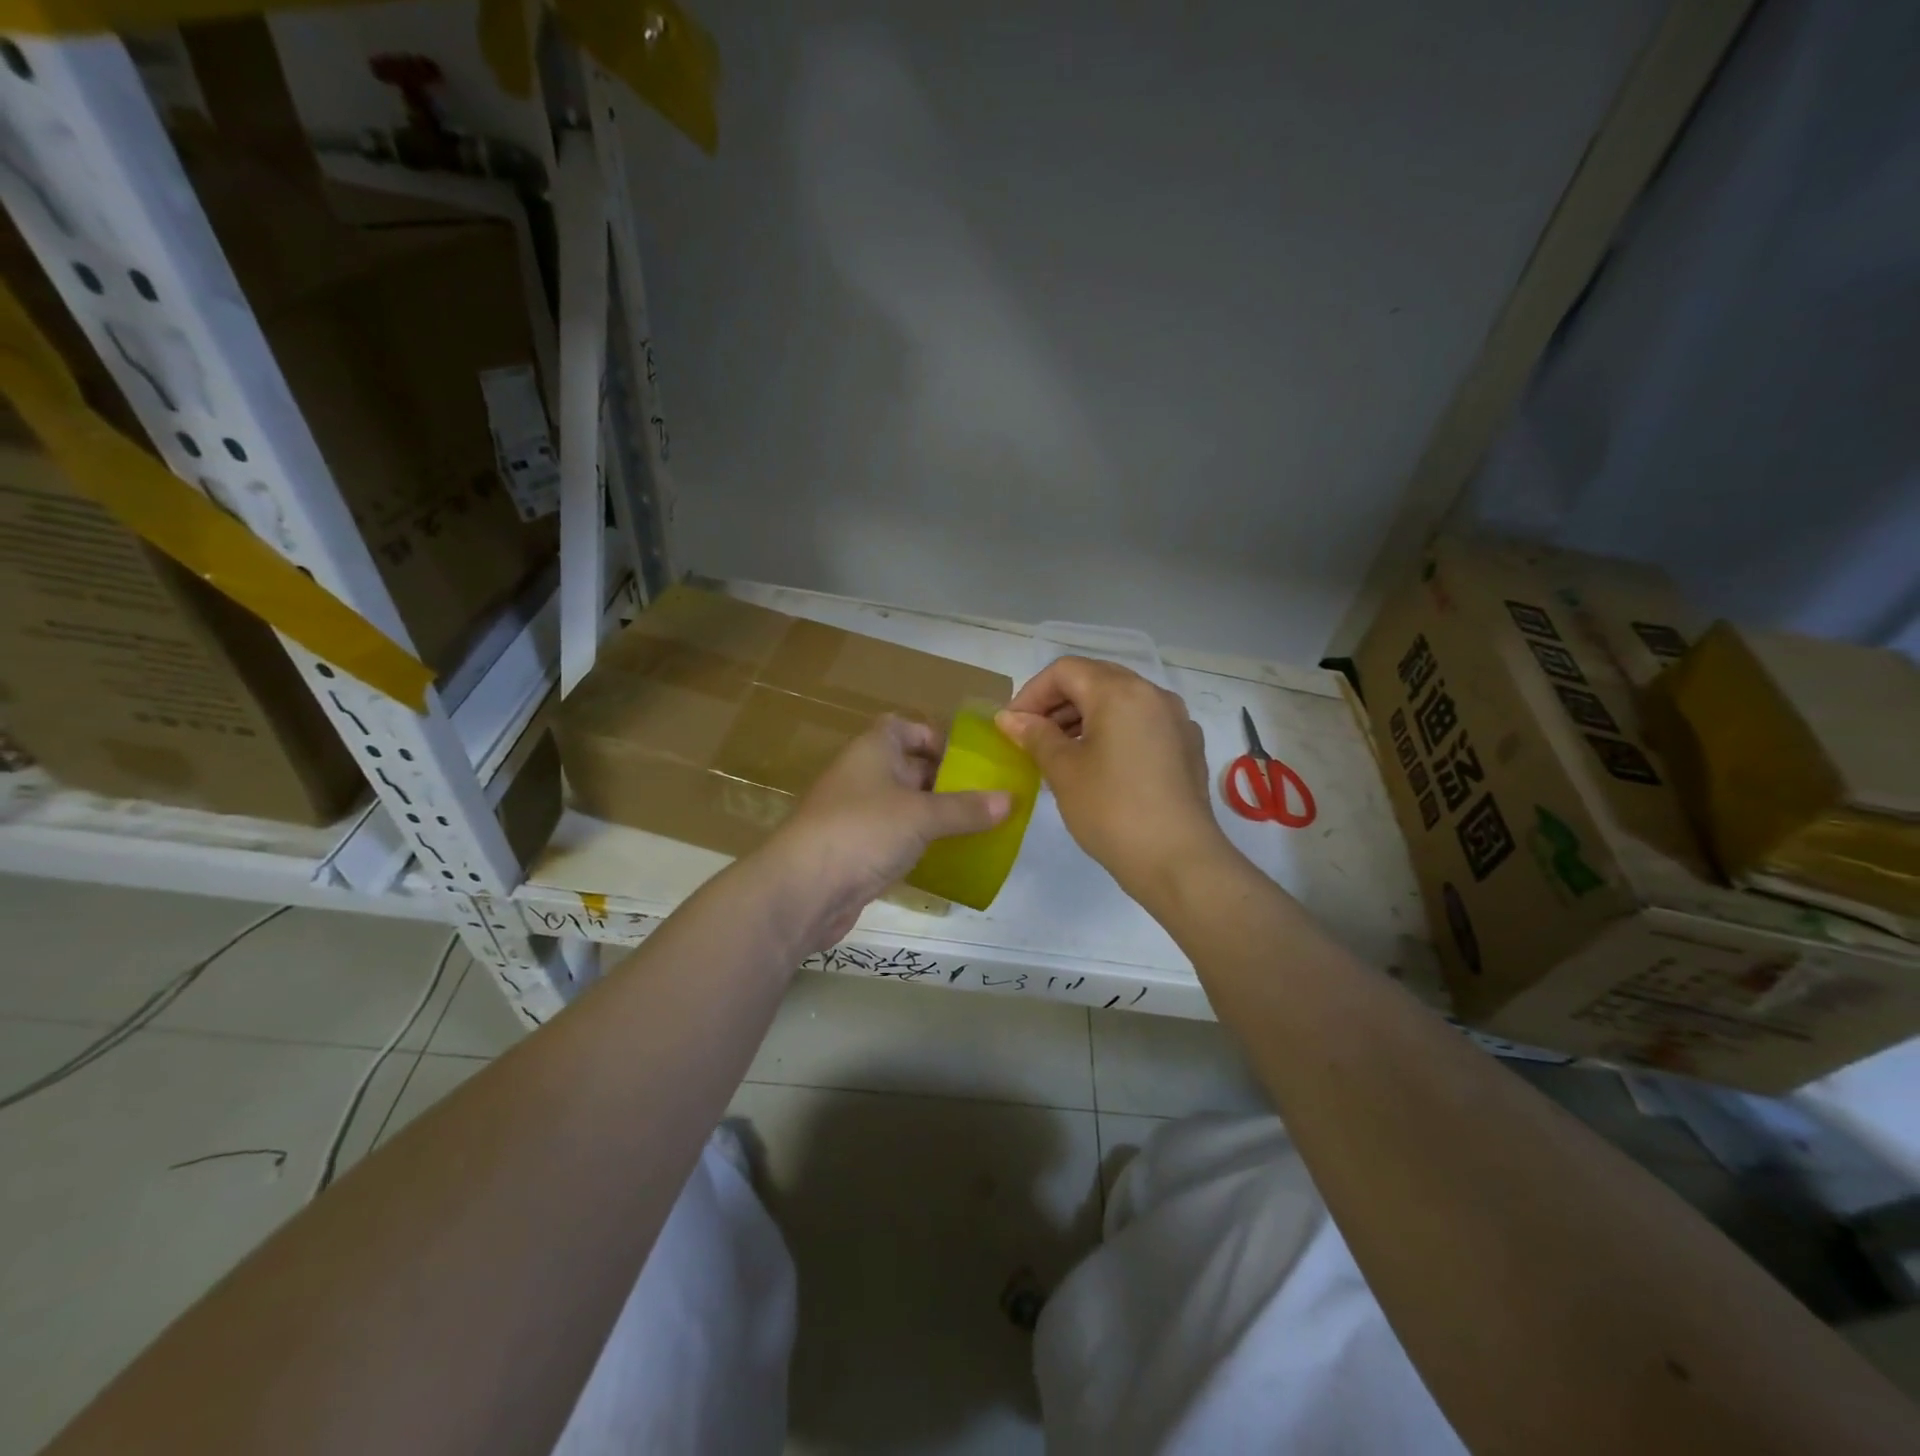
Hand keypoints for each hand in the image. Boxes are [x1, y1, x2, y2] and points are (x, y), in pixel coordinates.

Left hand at [762, 715, 1010, 949]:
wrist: (803, 889)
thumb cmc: (864, 831)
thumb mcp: (923, 815)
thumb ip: (966, 809)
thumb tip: (1010, 800)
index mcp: (872, 750)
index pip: (903, 727)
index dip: (933, 737)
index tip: (966, 759)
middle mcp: (862, 776)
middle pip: (907, 767)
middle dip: (944, 780)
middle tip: (985, 796)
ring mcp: (855, 815)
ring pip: (902, 806)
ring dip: (933, 815)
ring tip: (976, 826)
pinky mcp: (854, 851)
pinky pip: (893, 838)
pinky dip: (917, 843)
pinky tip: (945, 856)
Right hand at [997, 657, 1235, 906]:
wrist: (1178, 860)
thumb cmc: (1112, 810)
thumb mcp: (1064, 771)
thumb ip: (1035, 736)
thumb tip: (1009, 718)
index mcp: (1120, 692)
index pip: (1065, 671)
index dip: (1031, 693)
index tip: (1011, 726)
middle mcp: (1153, 694)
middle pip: (1095, 680)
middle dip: (1057, 703)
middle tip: (1031, 736)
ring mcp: (1176, 720)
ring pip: (1120, 702)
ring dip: (1084, 718)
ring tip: (1058, 753)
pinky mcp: (1187, 747)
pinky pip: (1141, 724)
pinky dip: (1113, 732)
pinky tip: (1098, 766)